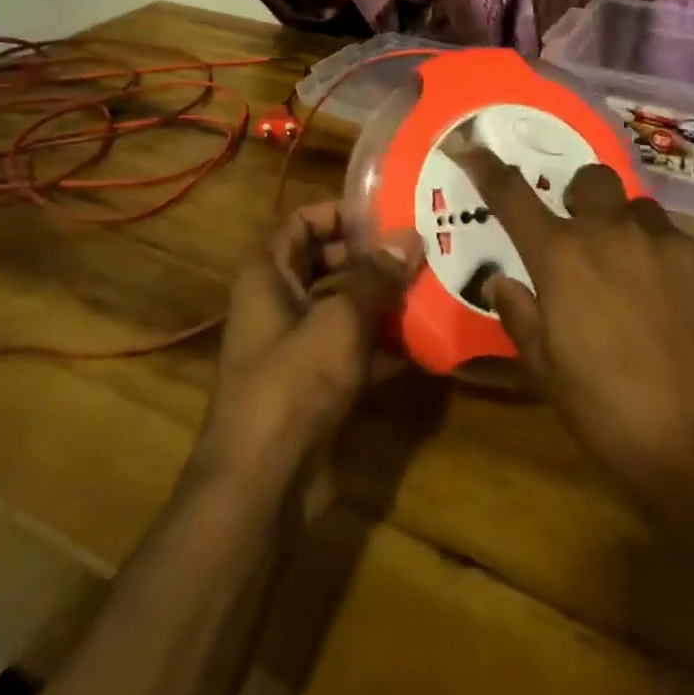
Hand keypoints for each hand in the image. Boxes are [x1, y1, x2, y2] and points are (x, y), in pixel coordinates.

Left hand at [195, 202, 421, 486]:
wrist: (263, 481)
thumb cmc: (294, 383)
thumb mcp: (341, 320)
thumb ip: (377, 278)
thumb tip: (409, 236)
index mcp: (267, 276)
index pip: (300, 222)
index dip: (339, 213)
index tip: (387, 214)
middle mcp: (276, 304)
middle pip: (324, 264)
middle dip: (369, 258)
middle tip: (418, 250)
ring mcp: (294, 347)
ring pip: (341, 308)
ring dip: (381, 301)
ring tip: (430, 289)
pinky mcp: (313, 385)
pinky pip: (350, 351)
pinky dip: (381, 346)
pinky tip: (423, 344)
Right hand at [457, 148, 693, 509]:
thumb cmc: (610, 414)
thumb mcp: (547, 372)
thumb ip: (520, 315)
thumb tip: (502, 282)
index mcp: (564, 258)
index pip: (514, 196)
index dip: (488, 167)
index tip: (471, 146)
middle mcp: (617, 235)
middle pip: (594, 179)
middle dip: (584, 197)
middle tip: (586, 237)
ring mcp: (675, 247)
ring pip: (645, 215)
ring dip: (632, 236)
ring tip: (639, 283)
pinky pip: (689, 253)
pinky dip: (677, 273)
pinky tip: (684, 318)